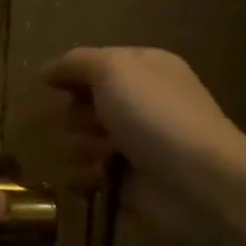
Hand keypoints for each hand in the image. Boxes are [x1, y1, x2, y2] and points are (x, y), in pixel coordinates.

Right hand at [43, 47, 245, 242]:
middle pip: (81, 105)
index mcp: (143, 69)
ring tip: (104, 157)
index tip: (59, 87)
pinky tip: (101, 180)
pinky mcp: (125, 183)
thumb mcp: (114, 70)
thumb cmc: (156, 116)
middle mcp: (139, 104)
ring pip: (79, 142)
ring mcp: (133, 145)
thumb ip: (76, 63)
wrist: (199, 182)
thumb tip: (46, 70)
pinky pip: (86, 176)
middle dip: (80, 117)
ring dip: (82, 149)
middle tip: (98, 125)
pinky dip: (88, 178)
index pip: (93, 65)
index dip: (74, 75)